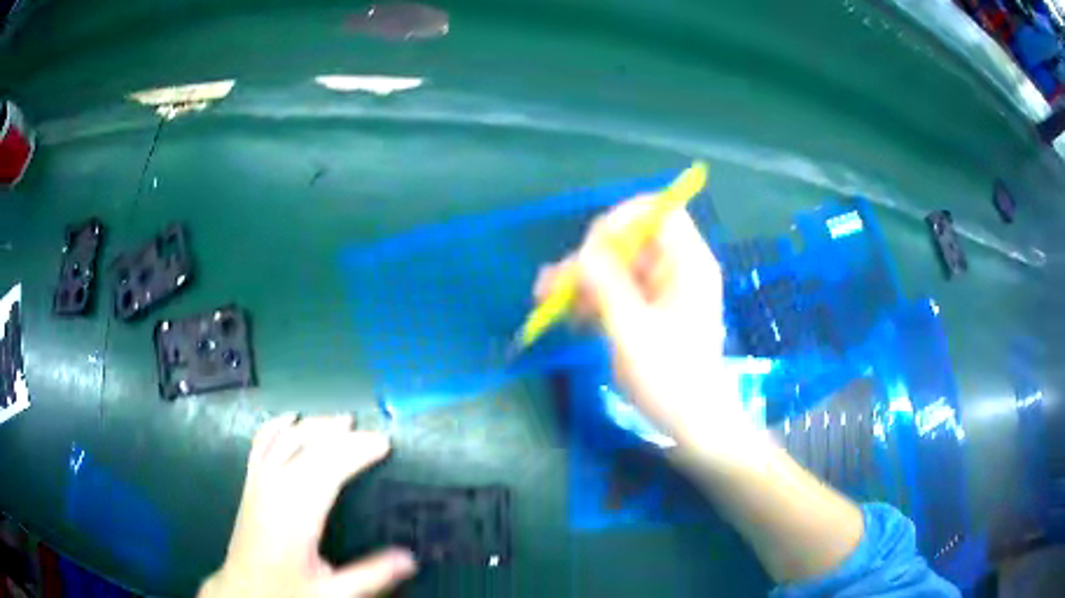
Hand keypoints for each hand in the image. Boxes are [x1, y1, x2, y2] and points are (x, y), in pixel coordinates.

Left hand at [200, 415, 416, 597]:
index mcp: (295, 513)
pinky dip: (278, 425)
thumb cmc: (286, 592)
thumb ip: (371, 575)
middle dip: (342, 434)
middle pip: (308, 446)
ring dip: (314, 425)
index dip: (357, 451)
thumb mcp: (332, 593)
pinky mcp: (250, 482)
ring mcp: (258, 481)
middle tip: (372, 433)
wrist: (242, 591)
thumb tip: (411, 558)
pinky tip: (291, 418)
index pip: (328, 467)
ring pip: (286, 437)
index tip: (385, 444)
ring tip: (341, 420)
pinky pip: (262, 442)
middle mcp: (274, 487)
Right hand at [535, 196, 760, 463]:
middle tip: (555, 283)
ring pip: (617, 268)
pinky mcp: (650, 312)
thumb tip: (583, 251)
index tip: (592, 246)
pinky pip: (618, 291)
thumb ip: (607, 286)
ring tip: (546, 300)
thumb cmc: (672, 379)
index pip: (659, 212)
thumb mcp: (633, 331)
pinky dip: (593, 299)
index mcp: (688, 264)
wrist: (694, 425)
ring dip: (583, 281)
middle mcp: (677, 270)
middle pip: (630, 242)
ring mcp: (663, 292)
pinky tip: (568, 316)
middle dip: (589, 258)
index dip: (623, 219)